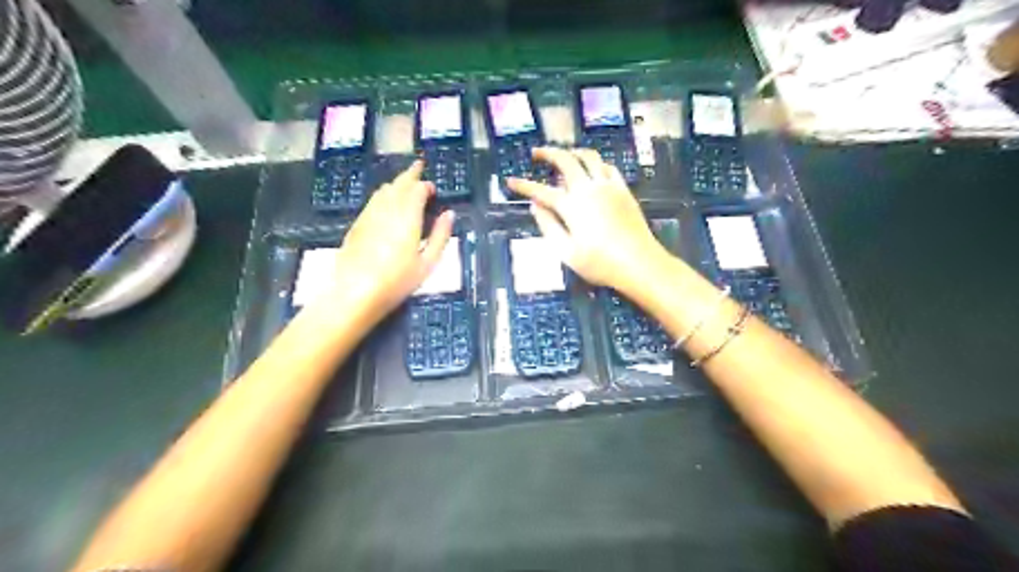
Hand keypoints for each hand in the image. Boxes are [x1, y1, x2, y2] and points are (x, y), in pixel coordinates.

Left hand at [328, 162, 455, 316]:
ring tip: (404, 184)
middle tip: (418, 167)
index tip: (433, 188)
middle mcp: (387, 209)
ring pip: (383, 191)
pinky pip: (372, 201)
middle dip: (410, 174)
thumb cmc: (397, 281)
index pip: (417, 189)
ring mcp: (368, 215)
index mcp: (407, 217)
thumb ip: (441, 236)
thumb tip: (449, 214)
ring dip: (396, 183)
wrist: (354, 293)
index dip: (425, 185)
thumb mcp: (428, 263)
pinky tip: (386, 204)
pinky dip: (384, 196)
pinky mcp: (357, 225)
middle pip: (398, 184)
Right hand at [506, 148, 669, 291]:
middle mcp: (588, 189)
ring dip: (573, 152)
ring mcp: (608, 186)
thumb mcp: (566, 251)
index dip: (523, 185)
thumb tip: (535, 206)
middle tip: (536, 153)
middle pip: (565, 161)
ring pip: (589, 157)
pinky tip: (593, 168)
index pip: (541, 191)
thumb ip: (549, 226)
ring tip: (564, 154)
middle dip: (548, 153)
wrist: (639, 262)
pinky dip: (596, 163)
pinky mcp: (623, 190)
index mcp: (571, 206)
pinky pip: (608, 167)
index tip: (510, 181)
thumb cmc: (599, 263)